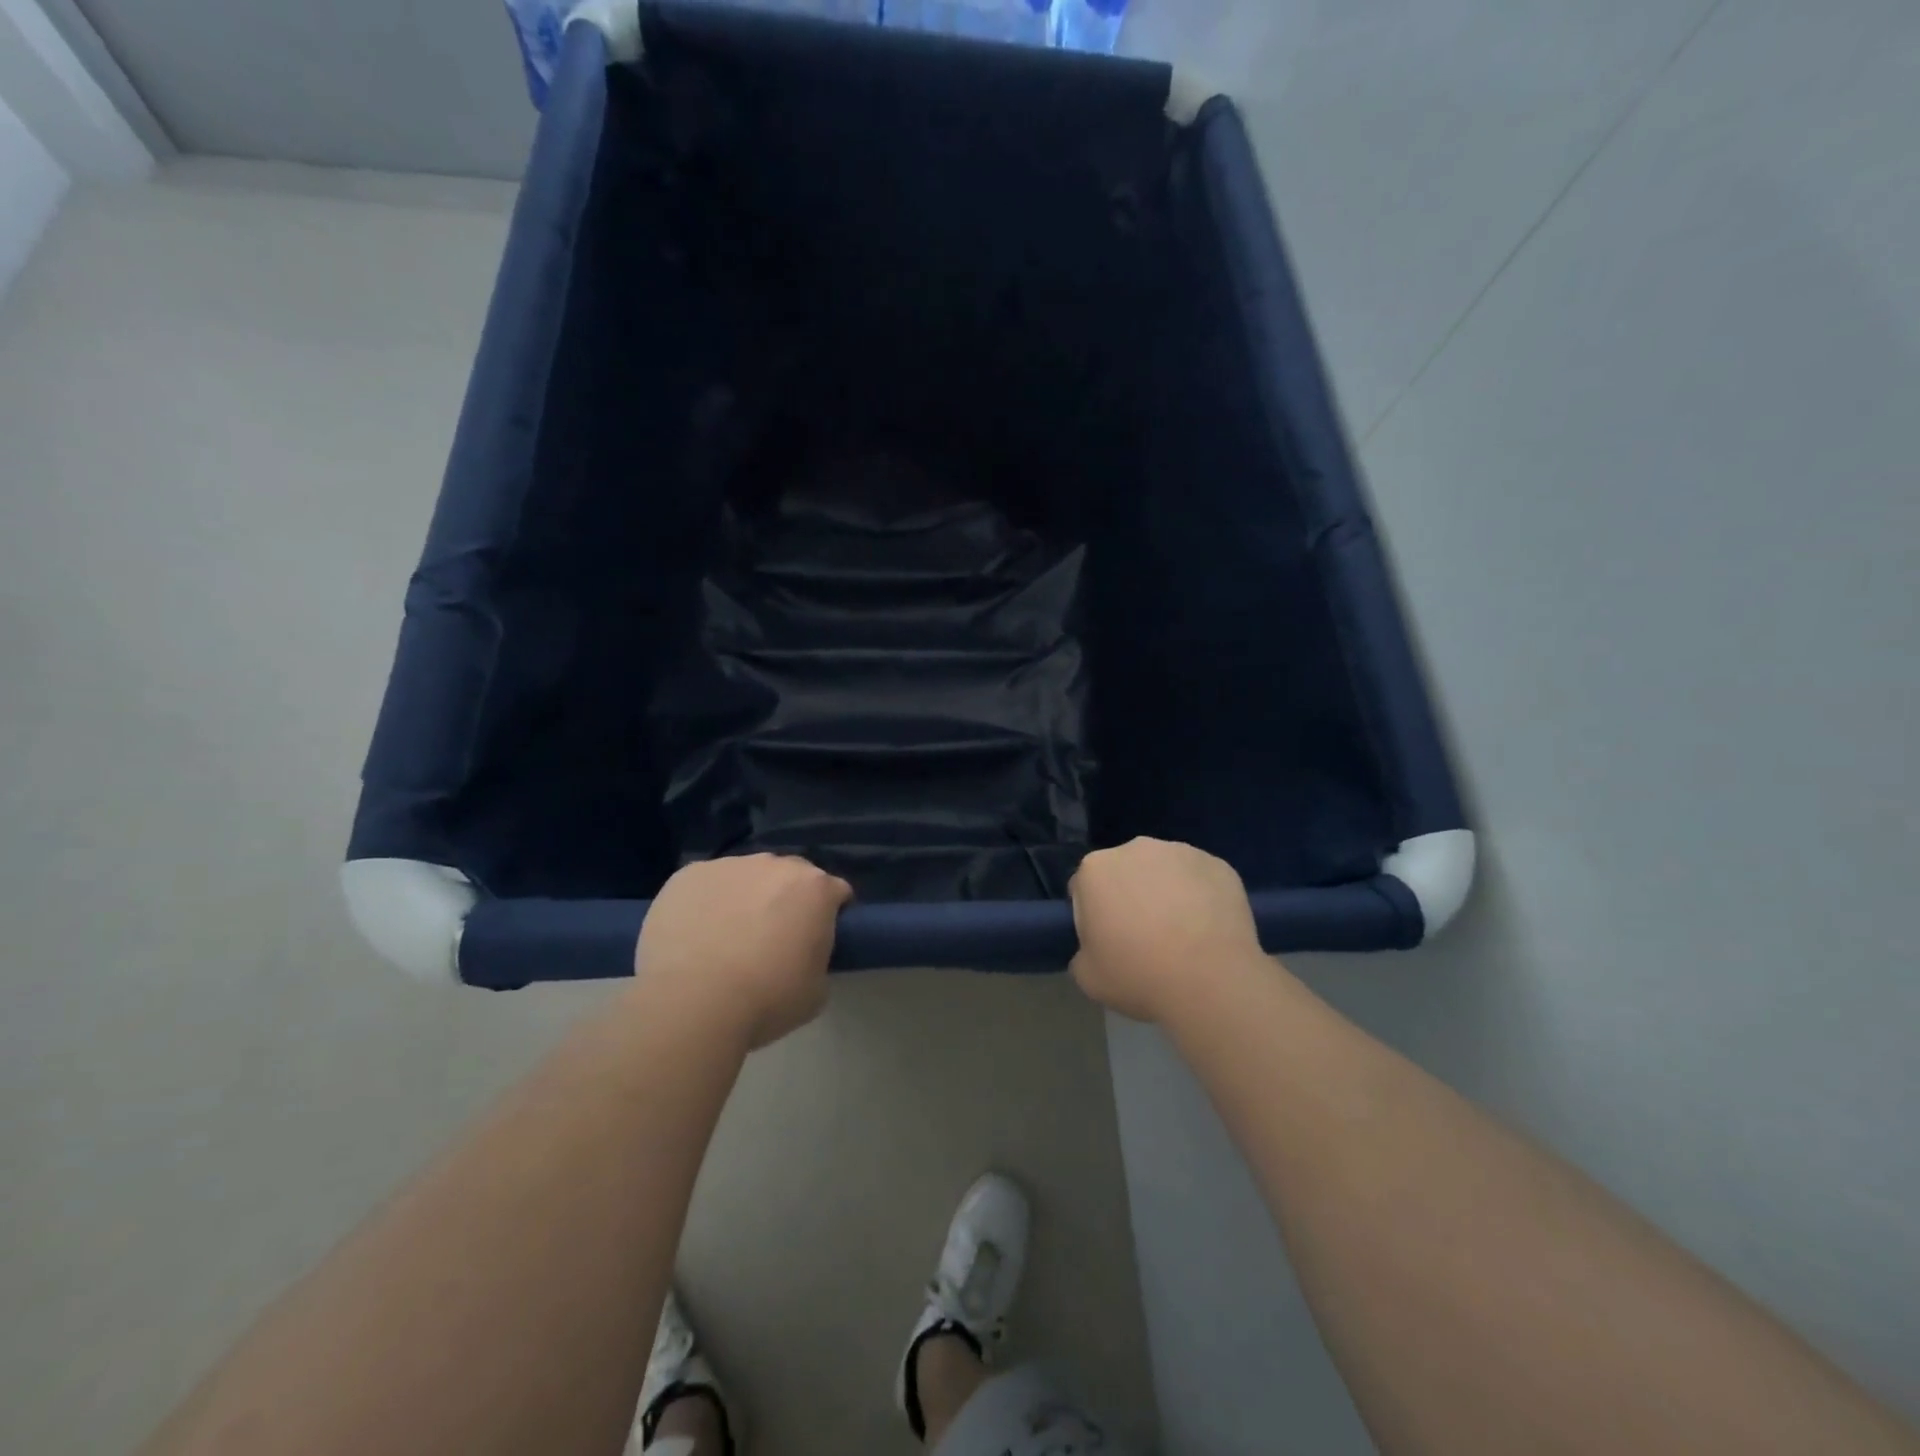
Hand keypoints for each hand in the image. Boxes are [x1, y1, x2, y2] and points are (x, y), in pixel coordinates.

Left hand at [635, 854, 853, 1049]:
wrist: (692, 1002)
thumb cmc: (766, 999)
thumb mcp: (816, 990)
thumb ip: (817, 958)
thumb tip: (802, 954)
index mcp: (816, 889)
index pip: (836, 891)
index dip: (830, 914)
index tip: (818, 938)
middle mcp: (775, 865)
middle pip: (790, 876)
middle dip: (787, 899)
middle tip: (773, 938)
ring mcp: (729, 866)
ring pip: (746, 876)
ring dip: (745, 897)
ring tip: (726, 937)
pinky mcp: (687, 875)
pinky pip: (706, 885)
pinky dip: (705, 902)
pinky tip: (694, 934)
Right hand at [1068, 838, 1265, 1023]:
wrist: (1212, 983)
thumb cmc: (1140, 977)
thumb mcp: (1088, 977)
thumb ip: (1083, 952)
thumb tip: (1097, 947)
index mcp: (1095, 869)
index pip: (1084, 887)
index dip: (1093, 914)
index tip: (1107, 939)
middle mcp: (1135, 849)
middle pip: (1125, 871)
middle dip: (1130, 895)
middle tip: (1144, 936)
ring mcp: (1181, 852)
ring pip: (1165, 870)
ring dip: (1166, 892)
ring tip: (1182, 934)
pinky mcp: (1218, 865)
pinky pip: (1200, 879)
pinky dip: (1201, 896)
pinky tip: (1208, 929)